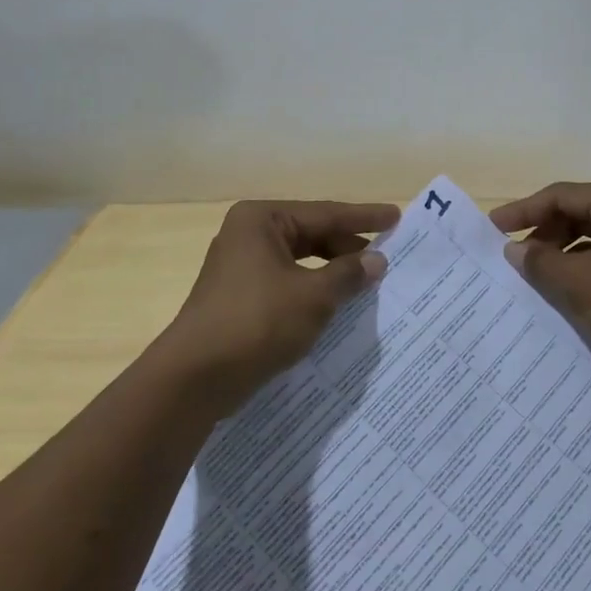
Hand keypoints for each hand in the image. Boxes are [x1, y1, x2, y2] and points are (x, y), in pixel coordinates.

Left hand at [164, 200, 398, 410]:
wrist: (195, 377)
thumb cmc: (257, 323)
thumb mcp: (313, 297)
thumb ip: (348, 274)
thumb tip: (376, 261)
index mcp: (262, 220)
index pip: (325, 213)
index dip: (364, 218)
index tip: (395, 217)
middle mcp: (247, 235)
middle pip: (310, 234)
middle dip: (348, 247)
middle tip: (385, 258)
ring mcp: (240, 266)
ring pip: (299, 261)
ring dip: (332, 271)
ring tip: (366, 282)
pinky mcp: (239, 297)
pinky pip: (286, 283)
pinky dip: (312, 290)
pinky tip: (336, 304)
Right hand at [490, 183, 590, 375]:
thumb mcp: (578, 282)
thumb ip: (540, 261)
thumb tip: (513, 250)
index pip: (561, 195)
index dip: (523, 211)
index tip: (492, 229)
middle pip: (578, 212)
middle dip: (544, 233)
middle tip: (514, 258)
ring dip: (561, 254)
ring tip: (535, 277)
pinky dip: (582, 270)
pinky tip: (565, 292)